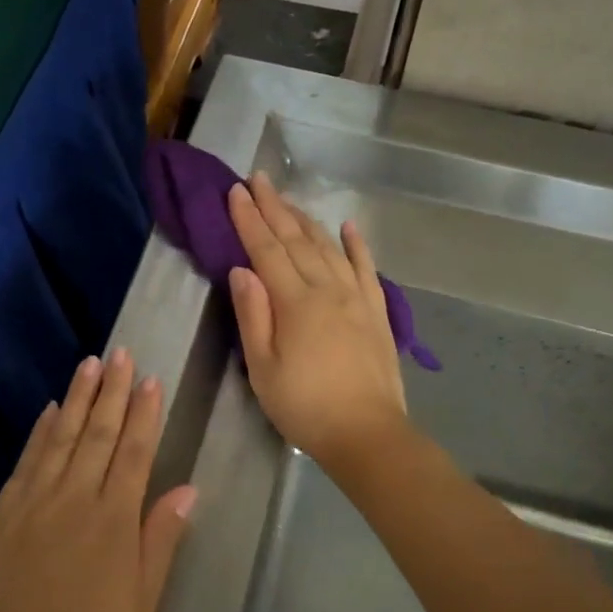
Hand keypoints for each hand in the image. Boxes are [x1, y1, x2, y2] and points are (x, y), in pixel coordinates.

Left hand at [0, 349, 196, 611]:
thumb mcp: (140, 604)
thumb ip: (160, 540)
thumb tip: (187, 489)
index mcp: (113, 521)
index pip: (135, 452)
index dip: (145, 413)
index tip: (152, 380)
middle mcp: (75, 499)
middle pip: (99, 434)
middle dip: (113, 391)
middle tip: (122, 354)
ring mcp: (35, 502)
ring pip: (62, 437)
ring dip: (78, 398)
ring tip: (90, 364)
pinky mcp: (4, 513)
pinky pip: (27, 461)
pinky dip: (40, 432)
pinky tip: (50, 410)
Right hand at [227, 172, 409, 468]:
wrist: (367, 433)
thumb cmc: (304, 406)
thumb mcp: (263, 367)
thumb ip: (253, 315)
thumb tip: (241, 269)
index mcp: (295, 302)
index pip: (266, 250)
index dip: (249, 220)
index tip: (235, 192)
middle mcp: (327, 289)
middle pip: (297, 239)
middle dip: (275, 207)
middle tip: (259, 179)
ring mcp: (357, 297)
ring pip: (328, 247)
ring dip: (307, 219)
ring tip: (289, 199)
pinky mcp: (377, 311)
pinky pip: (366, 268)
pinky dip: (357, 244)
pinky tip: (348, 227)